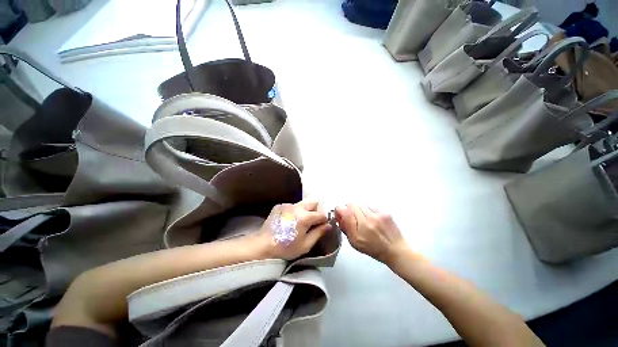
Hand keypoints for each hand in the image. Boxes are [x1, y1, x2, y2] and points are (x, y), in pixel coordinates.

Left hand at [257, 199, 331, 259]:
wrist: (262, 246)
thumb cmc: (286, 248)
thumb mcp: (305, 245)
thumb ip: (319, 233)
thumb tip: (328, 225)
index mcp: (305, 217)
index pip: (321, 214)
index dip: (324, 220)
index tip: (322, 226)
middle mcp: (297, 207)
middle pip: (313, 201)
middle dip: (317, 209)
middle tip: (314, 221)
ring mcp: (287, 205)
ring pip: (303, 203)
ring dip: (306, 210)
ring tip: (301, 222)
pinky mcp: (280, 205)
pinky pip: (292, 206)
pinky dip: (295, 211)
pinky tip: (289, 221)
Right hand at [335, 204, 406, 263]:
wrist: (395, 249)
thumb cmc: (373, 248)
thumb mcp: (354, 243)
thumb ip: (345, 228)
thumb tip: (339, 215)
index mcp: (357, 232)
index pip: (344, 211)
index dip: (339, 210)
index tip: (339, 213)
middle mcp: (367, 221)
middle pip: (351, 205)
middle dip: (348, 209)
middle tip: (351, 216)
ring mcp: (376, 215)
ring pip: (360, 203)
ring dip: (358, 209)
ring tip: (363, 217)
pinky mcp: (384, 212)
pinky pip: (370, 205)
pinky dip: (368, 209)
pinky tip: (371, 217)